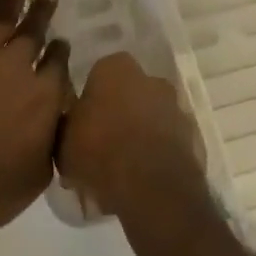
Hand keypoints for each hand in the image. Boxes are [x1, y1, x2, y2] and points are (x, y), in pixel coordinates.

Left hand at [0, 0, 70, 234]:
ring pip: (5, 13)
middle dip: (44, 12)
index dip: (60, 54)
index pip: (58, 66)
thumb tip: (61, 122)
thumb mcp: (35, 178)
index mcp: (43, 98)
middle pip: (35, 33)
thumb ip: (51, 144)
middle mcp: (17, 67)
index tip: (62, 43)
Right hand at [57, 52, 209, 224]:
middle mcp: (148, 78)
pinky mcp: (192, 137)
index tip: (82, 124)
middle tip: (101, 146)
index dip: (90, 100)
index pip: (98, 75)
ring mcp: (174, 107)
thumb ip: (65, 125)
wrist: (151, 188)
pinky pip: (166, 142)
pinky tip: (142, 180)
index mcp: (115, 67)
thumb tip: (68, 126)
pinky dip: (156, 154)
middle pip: (127, 94)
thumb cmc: (100, 150)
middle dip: (117, 114)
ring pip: (149, 117)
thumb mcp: (63, 140)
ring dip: (139, 135)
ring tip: (122, 169)